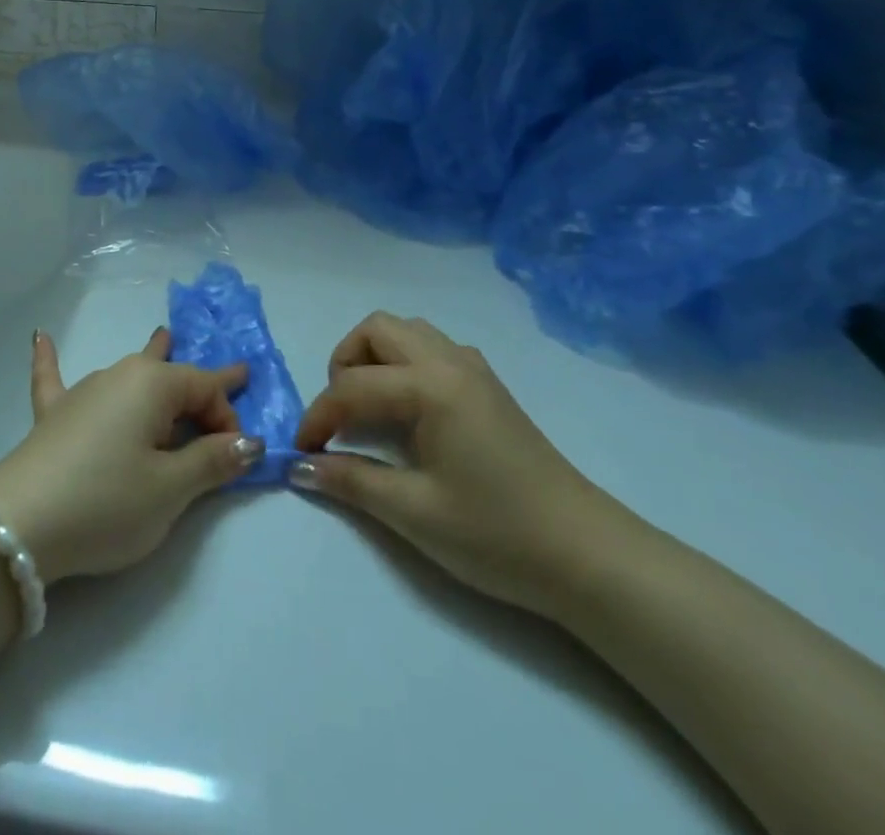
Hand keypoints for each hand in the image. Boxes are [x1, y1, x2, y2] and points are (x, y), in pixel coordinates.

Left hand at [0, 328, 263, 583]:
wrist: (20, 524)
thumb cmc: (107, 502)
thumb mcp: (170, 490)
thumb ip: (211, 462)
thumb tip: (249, 441)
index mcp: (153, 385)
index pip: (205, 389)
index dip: (227, 419)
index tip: (238, 456)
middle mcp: (118, 376)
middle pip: (170, 377)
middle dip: (199, 384)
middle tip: (232, 377)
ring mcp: (82, 393)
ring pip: (127, 374)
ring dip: (151, 360)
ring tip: (164, 337)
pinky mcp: (52, 417)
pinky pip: (54, 379)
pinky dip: (50, 360)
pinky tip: (38, 336)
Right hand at [292, 312, 611, 618]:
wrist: (587, 556)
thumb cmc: (497, 534)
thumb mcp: (414, 513)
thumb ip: (350, 481)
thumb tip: (297, 467)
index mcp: (431, 386)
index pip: (352, 386)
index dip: (319, 417)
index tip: (301, 453)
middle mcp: (450, 362)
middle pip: (377, 329)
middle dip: (344, 364)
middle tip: (340, 416)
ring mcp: (474, 369)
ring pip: (407, 331)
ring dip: (375, 357)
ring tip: (370, 409)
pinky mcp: (488, 386)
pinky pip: (433, 348)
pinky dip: (405, 363)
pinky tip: (410, 411)